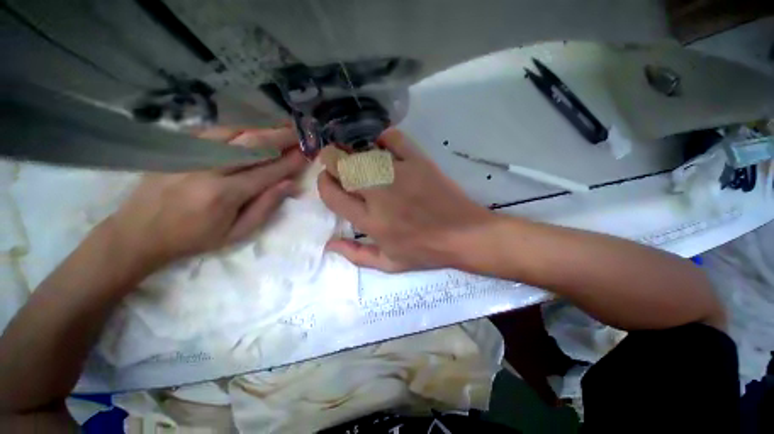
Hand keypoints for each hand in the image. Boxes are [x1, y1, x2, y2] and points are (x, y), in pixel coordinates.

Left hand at [107, 127, 306, 269]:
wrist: (139, 232)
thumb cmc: (194, 238)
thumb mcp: (236, 233)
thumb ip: (265, 207)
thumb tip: (290, 185)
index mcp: (224, 194)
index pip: (268, 171)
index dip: (291, 162)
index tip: (307, 153)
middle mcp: (208, 168)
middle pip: (252, 145)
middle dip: (281, 137)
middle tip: (300, 132)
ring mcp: (189, 153)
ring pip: (234, 132)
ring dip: (262, 128)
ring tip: (282, 126)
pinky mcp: (177, 147)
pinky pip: (214, 131)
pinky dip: (238, 128)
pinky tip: (252, 129)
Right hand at [317, 128, 494, 271]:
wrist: (464, 235)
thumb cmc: (426, 251)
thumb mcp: (389, 264)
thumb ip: (356, 255)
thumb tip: (329, 245)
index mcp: (371, 222)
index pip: (333, 196)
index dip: (324, 183)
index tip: (327, 179)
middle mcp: (380, 195)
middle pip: (343, 167)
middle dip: (331, 159)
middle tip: (335, 160)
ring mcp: (400, 175)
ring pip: (364, 152)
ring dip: (353, 150)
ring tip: (355, 154)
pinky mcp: (419, 162)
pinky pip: (395, 139)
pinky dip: (384, 137)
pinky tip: (381, 144)